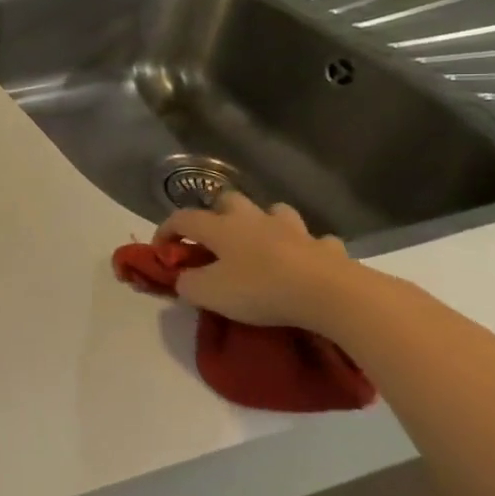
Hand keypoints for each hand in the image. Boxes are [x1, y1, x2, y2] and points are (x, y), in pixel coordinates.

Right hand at [155, 193, 377, 332]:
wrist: (333, 295)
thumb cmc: (261, 289)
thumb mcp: (208, 293)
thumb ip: (187, 283)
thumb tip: (183, 278)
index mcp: (220, 227)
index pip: (182, 218)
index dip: (166, 231)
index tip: (161, 251)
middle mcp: (254, 220)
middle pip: (229, 200)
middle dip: (218, 214)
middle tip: (215, 239)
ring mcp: (294, 231)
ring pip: (275, 212)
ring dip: (265, 223)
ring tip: (261, 244)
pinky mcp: (328, 249)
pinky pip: (317, 241)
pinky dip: (308, 248)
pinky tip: (306, 263)